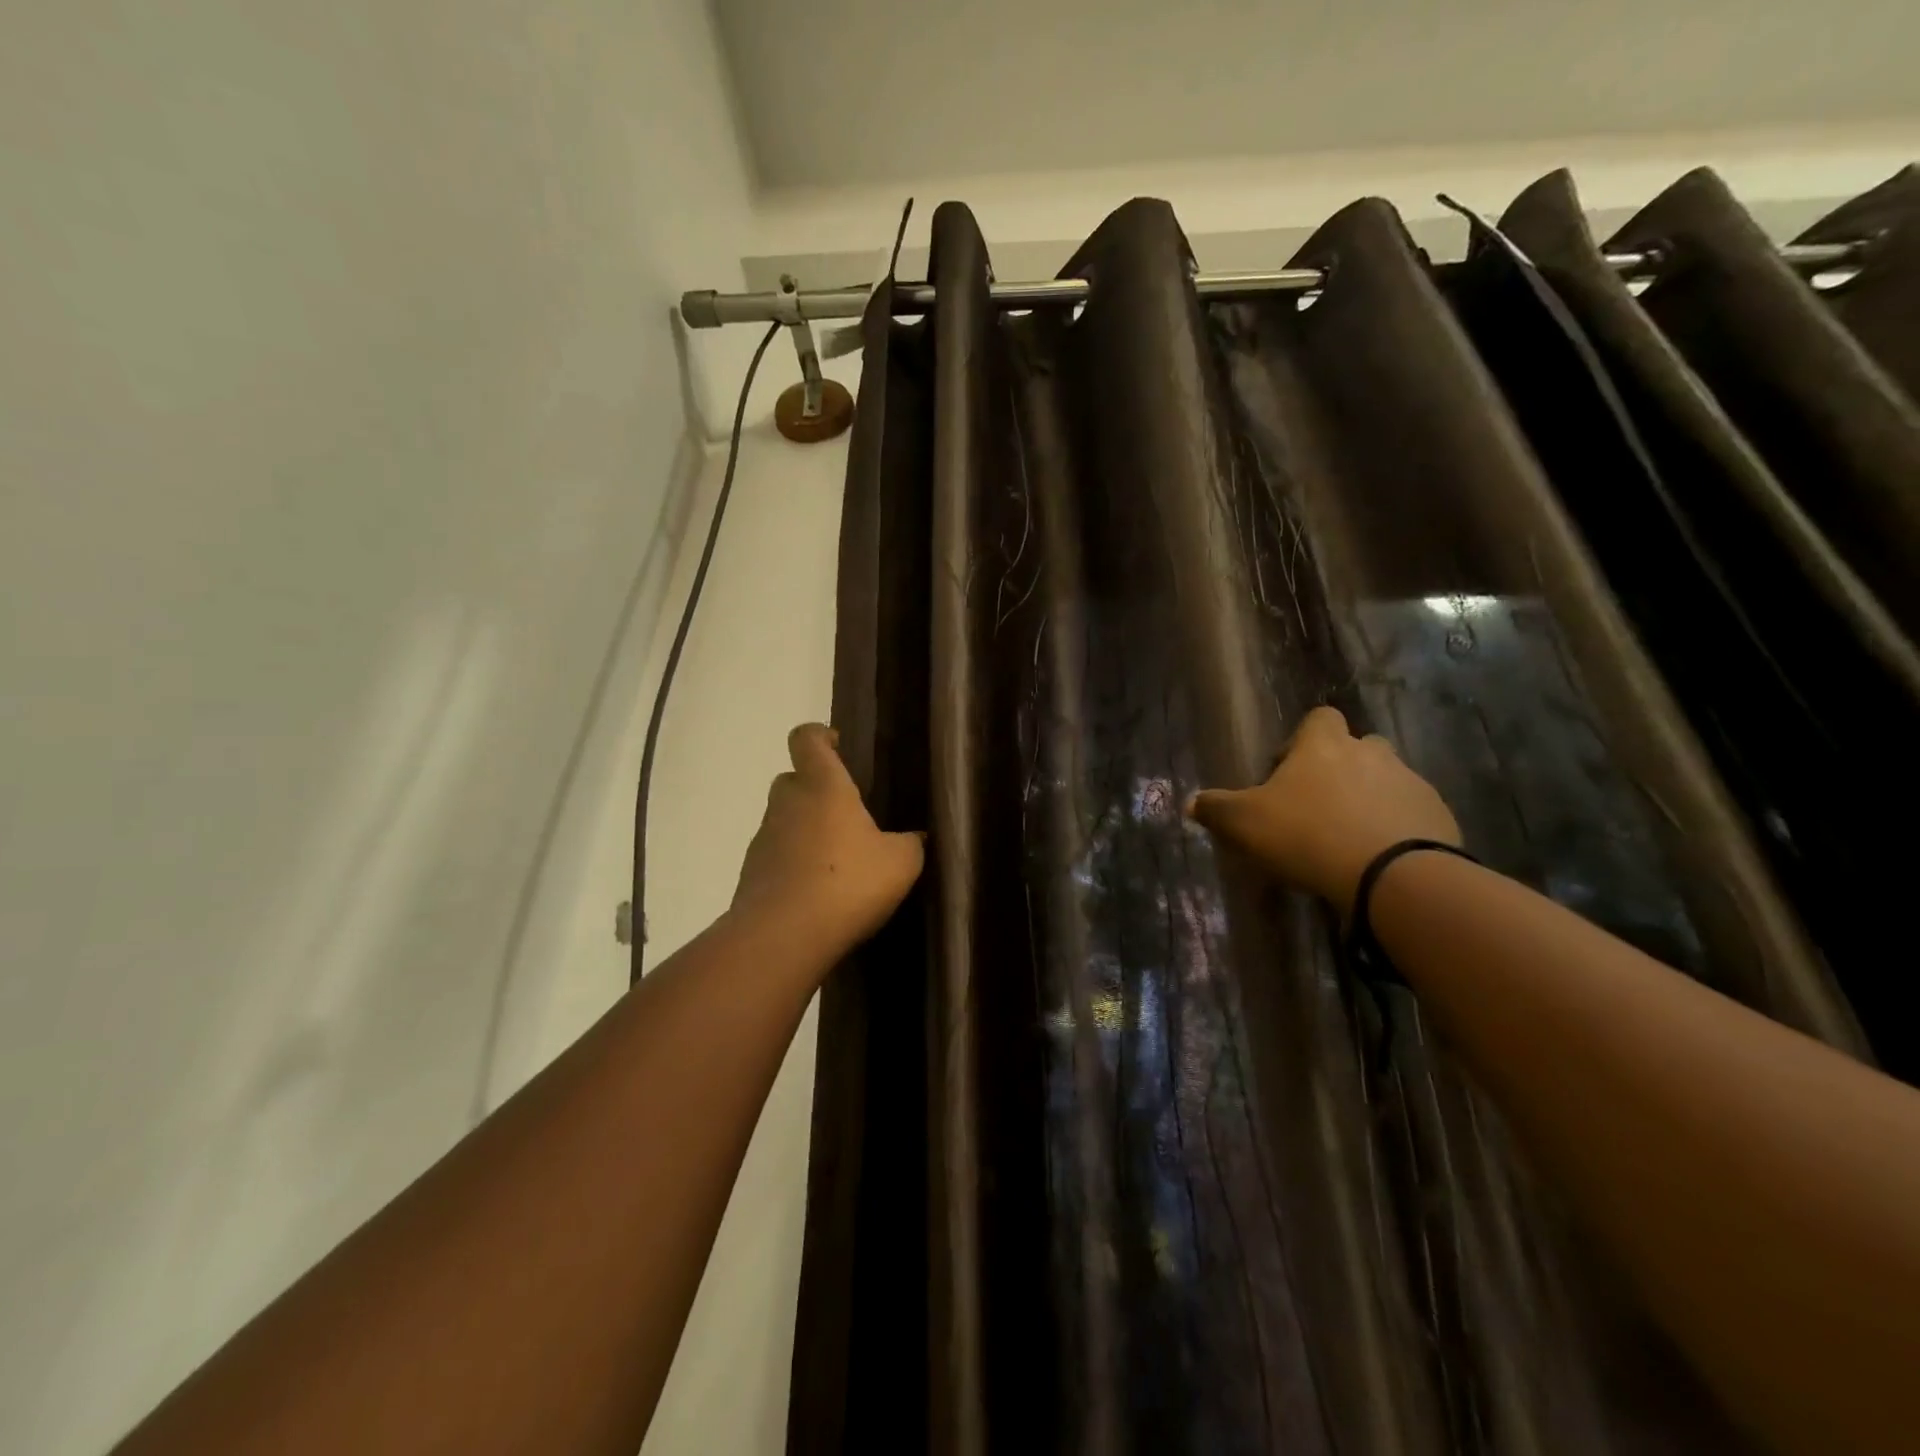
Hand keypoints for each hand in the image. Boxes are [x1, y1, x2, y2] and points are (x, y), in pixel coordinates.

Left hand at [731, 723, 925, 963]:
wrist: (782, 938)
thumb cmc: (847, 884)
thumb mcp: (900, 863)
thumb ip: (910, 843)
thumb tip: (914, 838)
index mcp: (822, 786)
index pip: (807, 738)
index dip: (820, 735)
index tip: (839, 747)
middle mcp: (787, 803)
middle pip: (794, 780)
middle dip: (817, 790)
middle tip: (849, 814)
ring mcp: (764, 839)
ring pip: (785, 820)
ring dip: (806, 831)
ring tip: (840, 862)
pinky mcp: (752, 874)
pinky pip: (777, 856)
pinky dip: (795, 865)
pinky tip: (821, 893)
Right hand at [1187, 705, 1460, 911]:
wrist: (1392, 875)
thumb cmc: (1307, 835)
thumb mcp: (1243, 824)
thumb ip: (1215, 809)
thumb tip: (1191, 803)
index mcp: (1323, 745)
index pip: (1318, 718)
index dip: (1302, 740)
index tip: (1287, 772)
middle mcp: (1370, 752)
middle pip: (1357, 746)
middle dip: (1341, 768)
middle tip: (1319, 805)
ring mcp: (1410, 782)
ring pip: (1387, 779)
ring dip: (1370, 798)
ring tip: (1351, 837)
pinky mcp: (1439, 816)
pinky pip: (1413, 813)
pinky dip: (1398, 827)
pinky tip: (1380, 856)